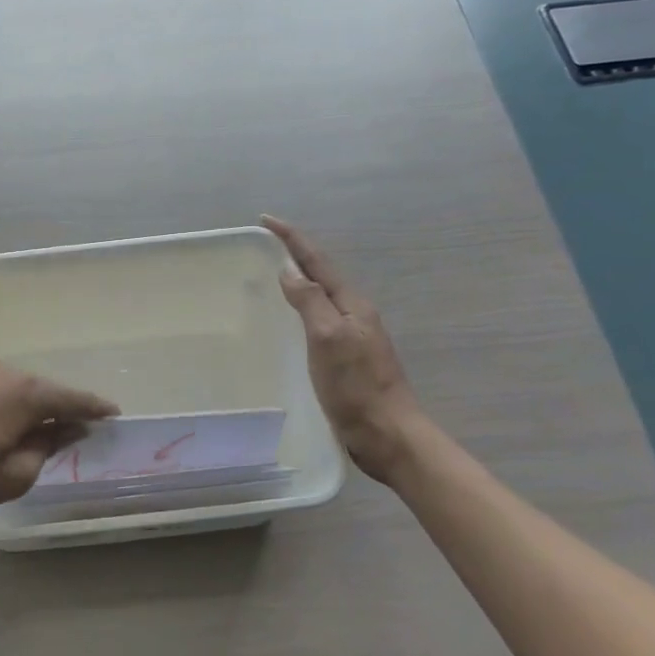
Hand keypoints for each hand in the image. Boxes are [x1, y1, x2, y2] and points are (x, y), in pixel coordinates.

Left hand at [0, 362, 119, 518]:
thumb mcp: (14, 474)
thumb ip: (46, 448)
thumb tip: (64, 430)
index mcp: (28, 392)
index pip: (74, 399)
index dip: (96, 409)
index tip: (115, 416)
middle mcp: (7, 372)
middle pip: (47, 391)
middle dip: (65, 409)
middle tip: (81, 430)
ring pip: (21, 390)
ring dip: (35, 409)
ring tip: (45, 432)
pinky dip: (12, 408)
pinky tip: (9, 426)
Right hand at [262, 215, 428, 483]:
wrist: (388, 435)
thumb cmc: (357, 387)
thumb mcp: (329, 338)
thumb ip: (310, 302)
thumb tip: (290, 271)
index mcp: (352, 305)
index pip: (318, 262)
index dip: (292, 239)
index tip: (266, 220)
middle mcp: (354, 316)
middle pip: (322, 276)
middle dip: (296, 256)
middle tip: (265, 245)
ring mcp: (352, 338)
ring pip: (321, 300)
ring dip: (300, 283)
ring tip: (273, 276)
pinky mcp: (346, 361)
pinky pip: (319, 323)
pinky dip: (302, 311)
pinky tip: (290, 323)